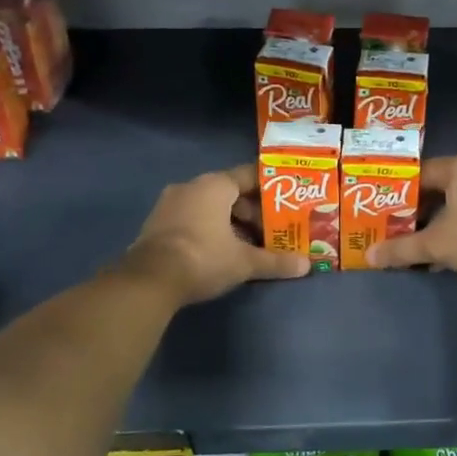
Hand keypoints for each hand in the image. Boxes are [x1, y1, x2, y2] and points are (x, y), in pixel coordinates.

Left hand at [124, 166, 308, 304]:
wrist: (149, 280)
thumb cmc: (203, 258)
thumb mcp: (244, 262)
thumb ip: (275, 261)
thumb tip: (307, 266)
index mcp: (214, 185)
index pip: (249, 175)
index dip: (270, 188)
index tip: (287, 200)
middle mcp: (191, 186)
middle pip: (230, 192)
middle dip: (251, 211)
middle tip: (271, 230)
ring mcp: (169, 204)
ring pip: (209, 206)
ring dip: (230, 222)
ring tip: (249, 244)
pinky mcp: (156, 223)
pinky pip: (191, 218)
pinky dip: (209, 229)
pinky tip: (221, 251)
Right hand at [367, 153, 456, 282]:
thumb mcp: (434, 243)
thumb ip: (401, 248)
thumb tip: (369, 256)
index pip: (420, 173)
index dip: (399, 192)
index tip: (381, 209)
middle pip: (439, 190)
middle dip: (417, 212)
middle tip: (394, 228)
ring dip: (437, 225)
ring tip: (415, 244)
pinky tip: (443, 256)